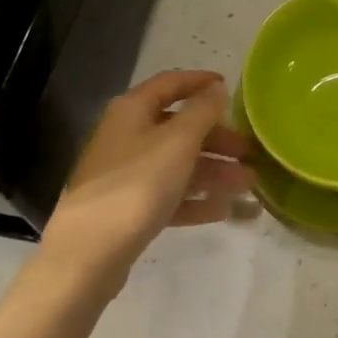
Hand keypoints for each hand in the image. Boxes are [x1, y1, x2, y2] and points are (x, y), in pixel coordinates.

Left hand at [40, 71, 255, 293]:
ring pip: (178, 165)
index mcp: (133, 110)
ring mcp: (126, 175)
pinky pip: (169, 196)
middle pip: (179, 128)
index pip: (171, 83)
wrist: (87, 255)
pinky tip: (223, 210)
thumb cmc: (137, 185)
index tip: (231, 88)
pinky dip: (195, 199)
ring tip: (248, 186)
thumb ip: (202, 111)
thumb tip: (216, 88)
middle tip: (249, 153)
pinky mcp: (128, 210)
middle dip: (217, 140)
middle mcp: (127, 136)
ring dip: (213, 172)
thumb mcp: (178, 142)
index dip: (201, 82)